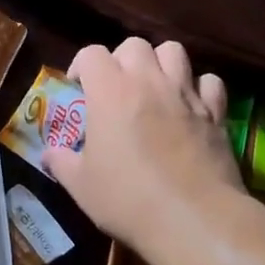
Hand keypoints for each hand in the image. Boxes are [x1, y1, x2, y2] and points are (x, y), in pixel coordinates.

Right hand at [43, 37, 244, 252]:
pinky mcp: (215, 112)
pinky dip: (199, 87)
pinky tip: (191, 106)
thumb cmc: (128, 200)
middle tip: (116, 87)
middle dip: (121, 59)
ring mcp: (186, 94)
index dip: (82, 65)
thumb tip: (48, 154)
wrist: (193, 219)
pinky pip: (210, 81)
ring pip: (174, 51)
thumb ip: (62, 163)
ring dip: (161, 63)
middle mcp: (148, 81)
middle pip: (134, 45)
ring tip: (154, 87)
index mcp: (110, 91)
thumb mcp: (81, 186)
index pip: (92, 53)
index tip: (78, 87)